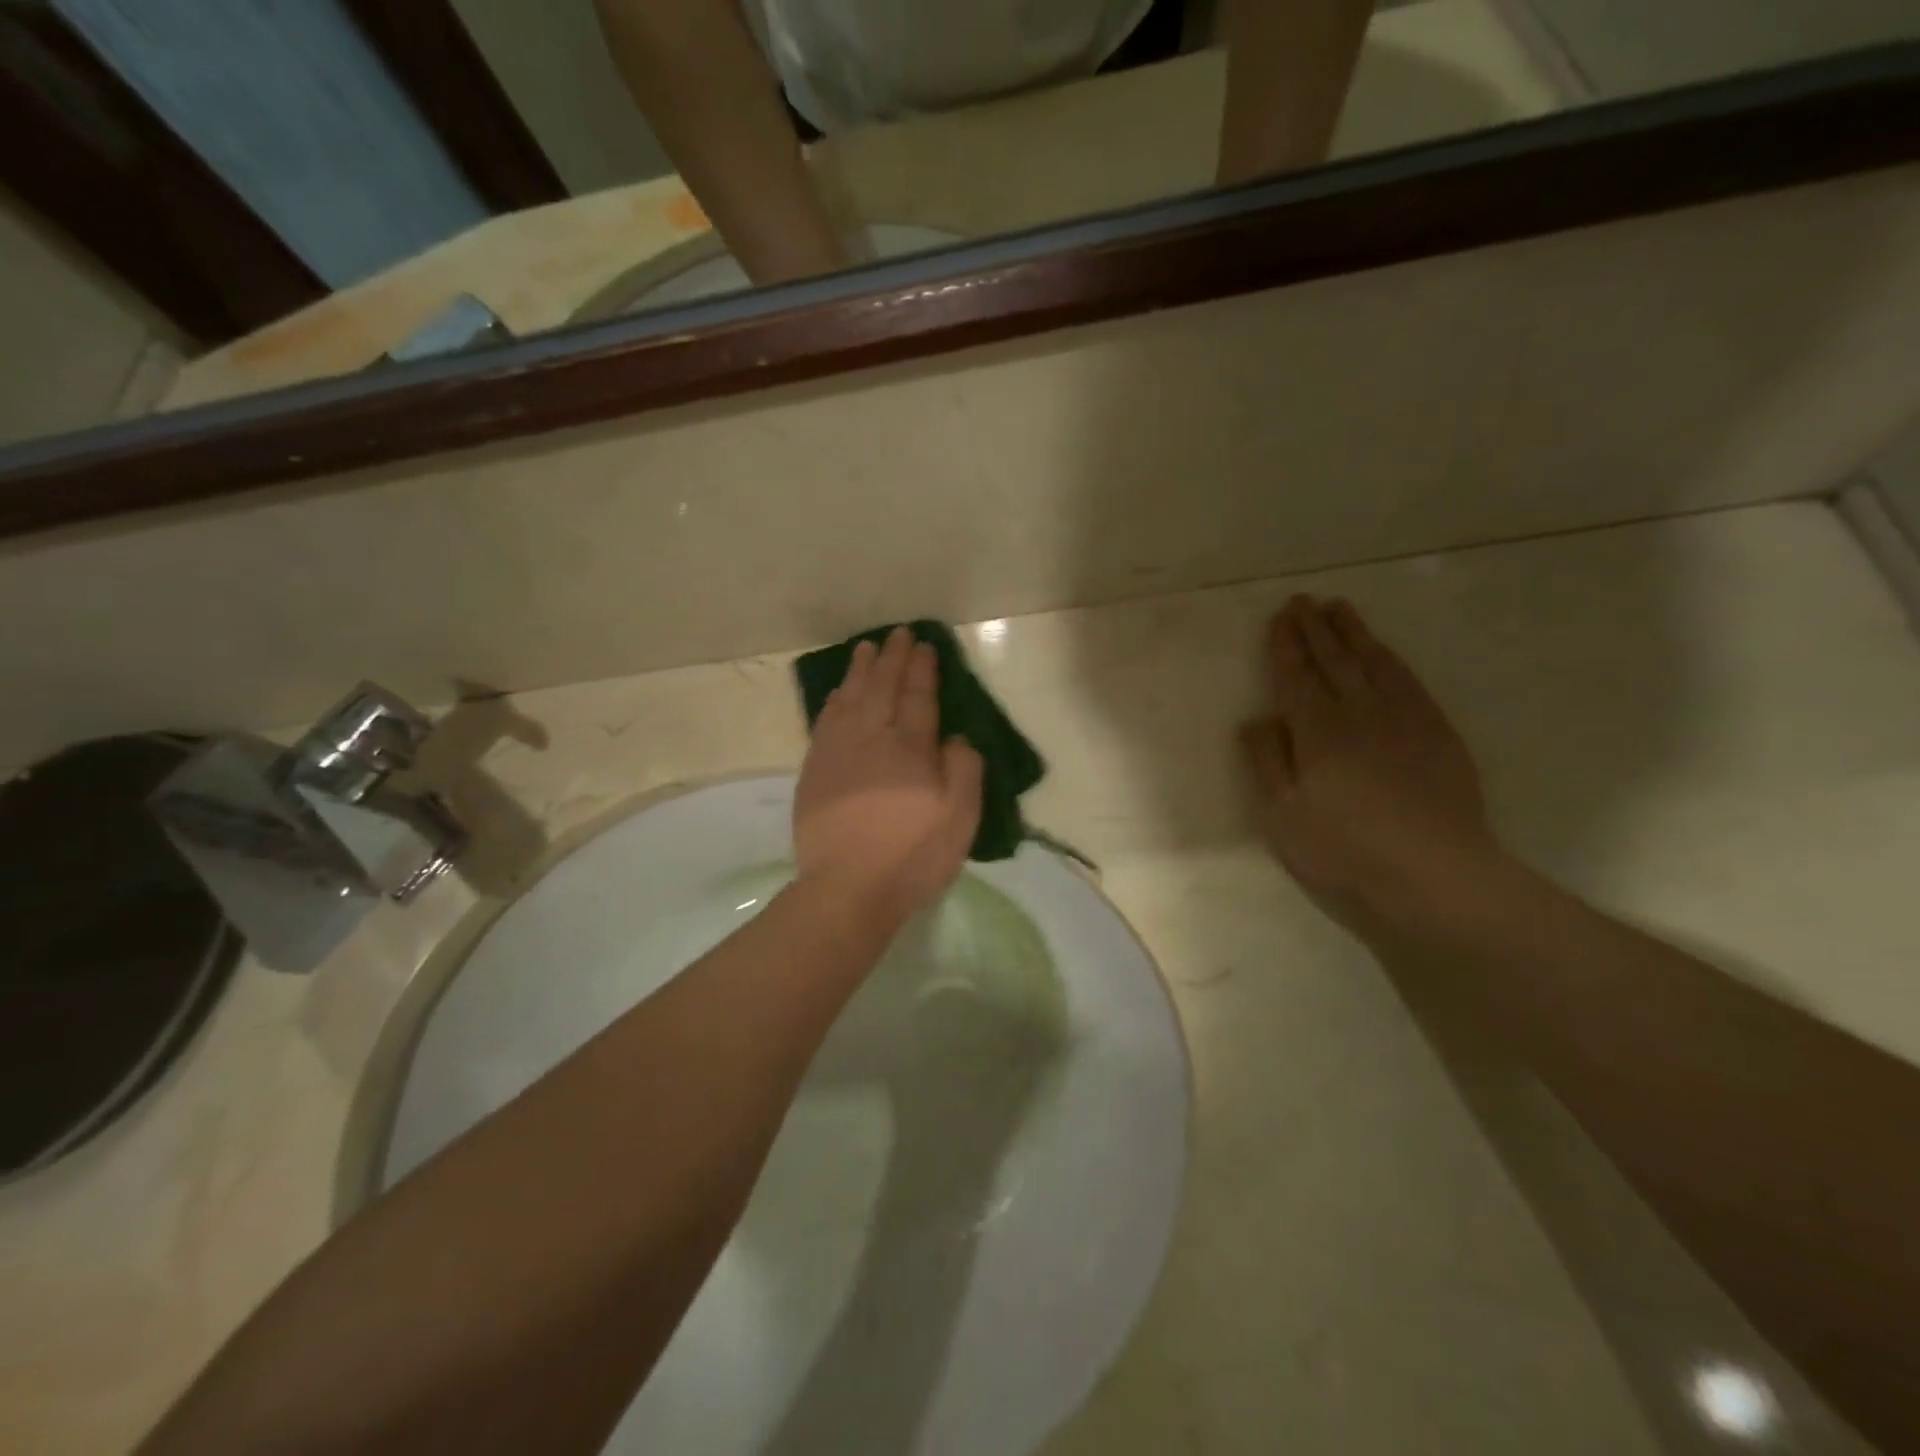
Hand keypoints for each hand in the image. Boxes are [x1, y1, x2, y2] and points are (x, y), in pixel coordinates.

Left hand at [795, 627, 984, 924]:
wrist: (847, 889)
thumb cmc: (912, 855)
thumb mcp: (960, 817)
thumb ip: (964, 769)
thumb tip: (955, 737)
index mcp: (910, 747)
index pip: (918, 696)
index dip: (922, 669)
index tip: (923, 645)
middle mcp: (871, 738)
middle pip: (881, 688)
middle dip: (891, 658)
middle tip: (896, 634)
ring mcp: (837, 753)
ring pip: (849, 699)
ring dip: (859, 671)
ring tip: (865, 649)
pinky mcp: (814, 772)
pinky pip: (825, 723)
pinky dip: (833, 701)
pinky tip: (837, 693)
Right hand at [1240, 596, 1502, 935]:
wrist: (1435, 871)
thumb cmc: (1345, 848)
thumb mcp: (1283, 814)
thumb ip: (1266, 762)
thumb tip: (1256, 719)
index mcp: (1316, 730)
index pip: (1296, 676)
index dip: (1286, 645)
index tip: (1280, 616)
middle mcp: (1358, 711)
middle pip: (1333, 660)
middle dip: (1315, 628)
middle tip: (1304, 600)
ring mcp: (1402, 717)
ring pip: (1372, 662)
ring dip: (1353, 632)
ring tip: (1339, 608)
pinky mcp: (1436, 731)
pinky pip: (1408, 679)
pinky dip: (1390, 658)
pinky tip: (1383, 651)